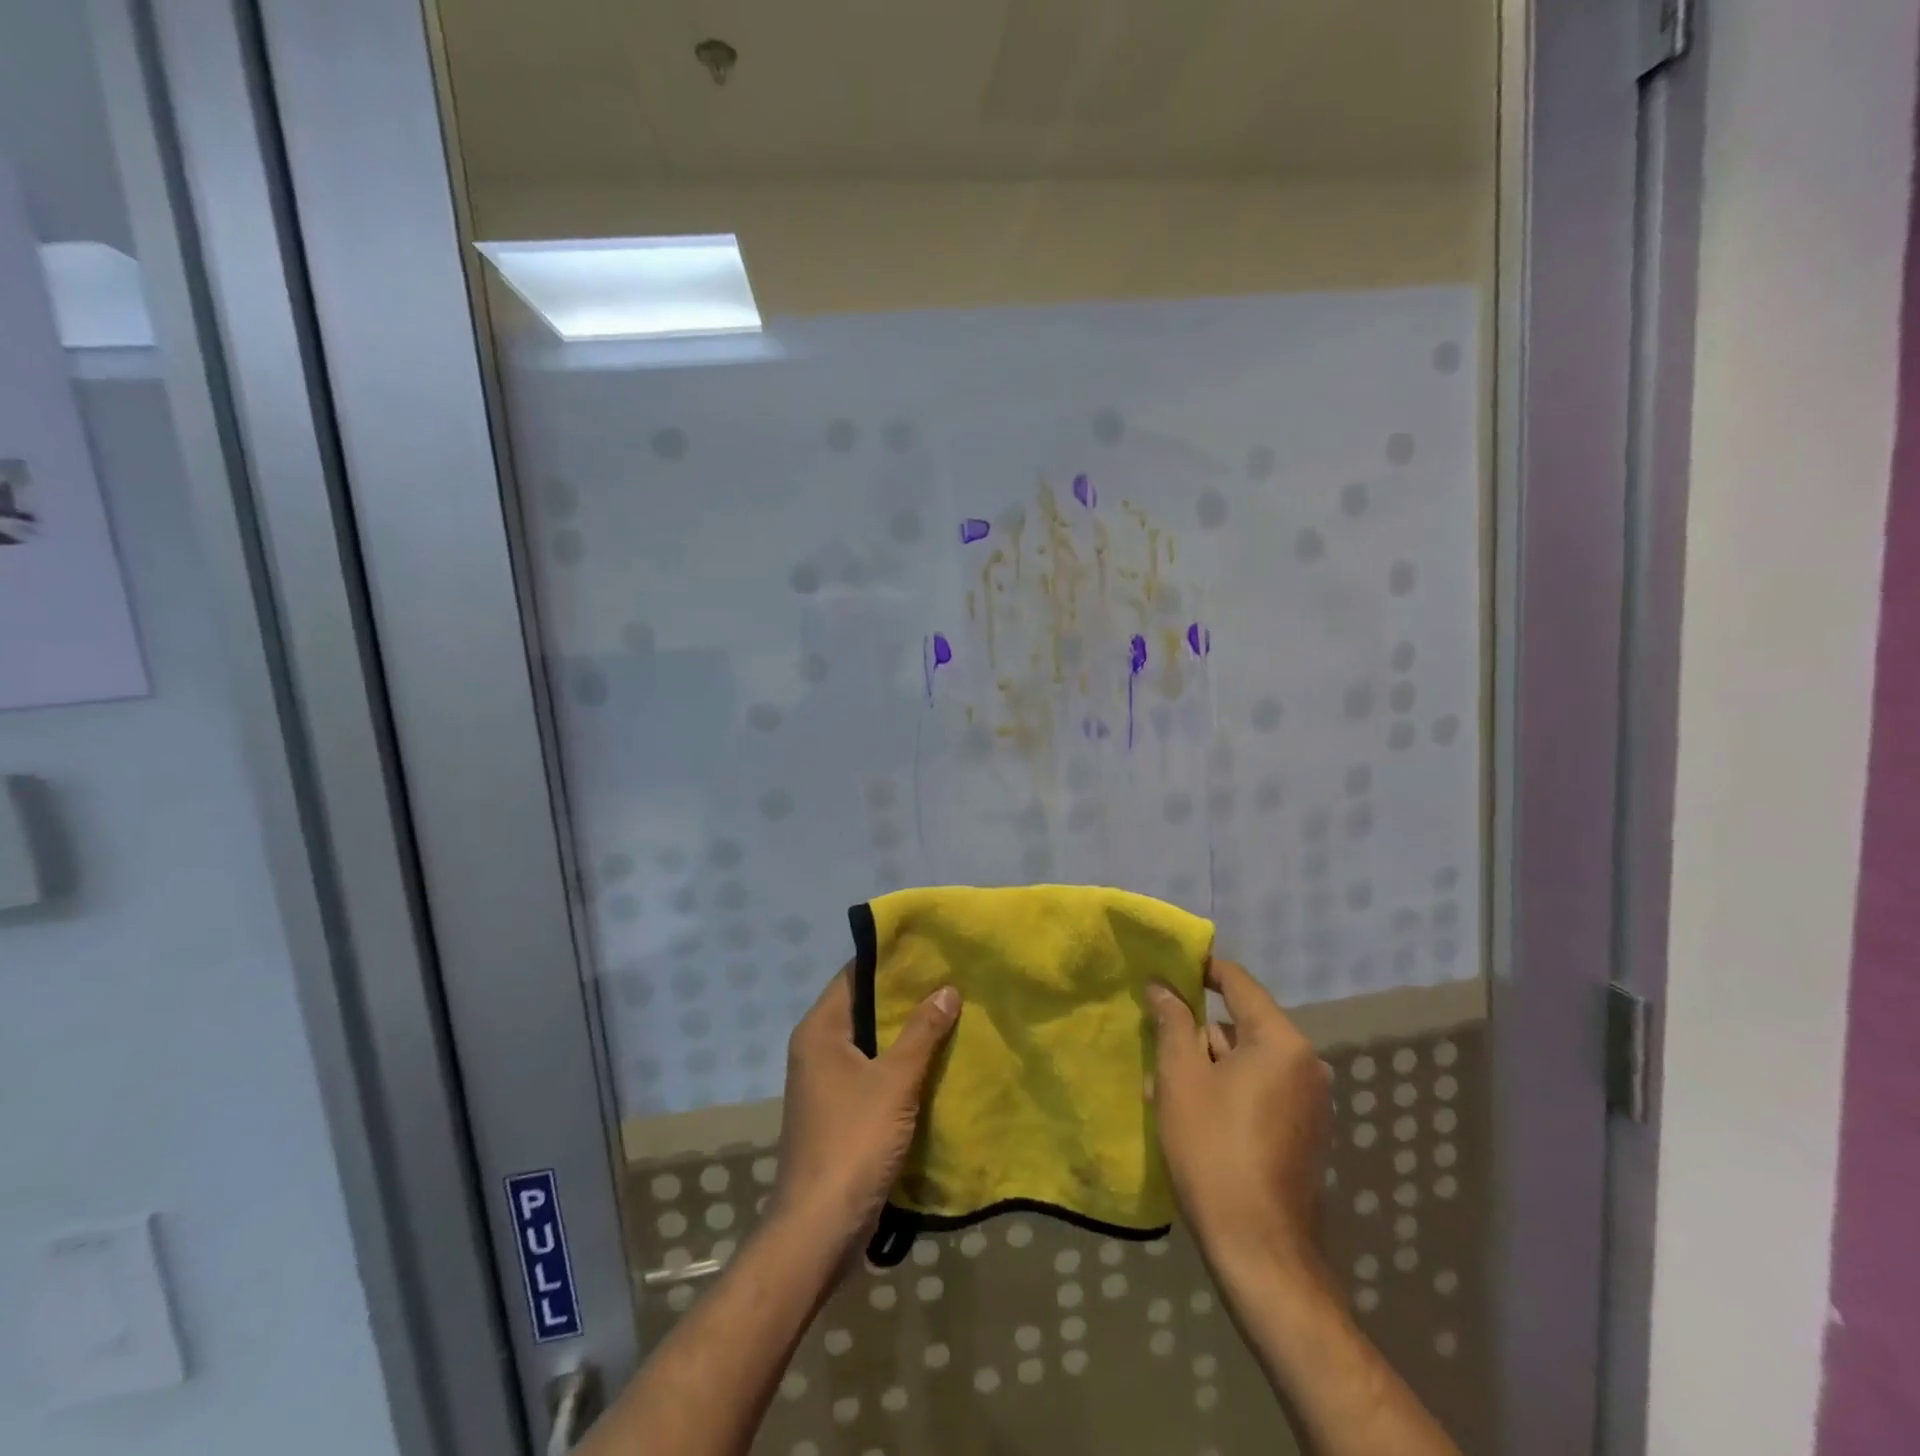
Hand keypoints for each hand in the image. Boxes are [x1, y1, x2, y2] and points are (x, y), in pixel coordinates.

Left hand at [772, 968, 960, 1250]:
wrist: (819, 1229)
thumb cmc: (854, 1141)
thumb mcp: (895, 1080)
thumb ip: (922, 1032)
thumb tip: (947, 989)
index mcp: (820, 1031)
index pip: (855, 976)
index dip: (890, 962)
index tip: (929, 951)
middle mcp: (817, 1049)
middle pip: (864, 1009)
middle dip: (905, 999)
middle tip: (950, 981)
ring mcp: (826, 1083)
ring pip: (870, 1044)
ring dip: (906, 1034)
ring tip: (951, 1014)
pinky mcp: (839, 1112)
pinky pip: (872, 1074)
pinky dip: (899, 1066)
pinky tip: (935, 1062)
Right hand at [1148, 959, 1331, 1274]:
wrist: (1260, 1250)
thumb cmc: (1214, 1150)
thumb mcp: (1181, 1078)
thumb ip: (1172, 1023)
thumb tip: (1162, 986)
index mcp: (1281, 1042)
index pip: (1238, 983)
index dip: (1201, 970)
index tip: (1166, 969)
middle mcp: (1306, 1064)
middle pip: (1242, 1025)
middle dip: (1196, 1032)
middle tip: (1155, 1042)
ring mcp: (1310, 1102)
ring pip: (1247, 1061)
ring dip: (1207, 1065)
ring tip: (1162, 1087)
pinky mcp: (1304, 1132)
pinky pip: (1260, 1090)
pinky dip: (1227, 1090)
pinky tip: (1190, 1114)